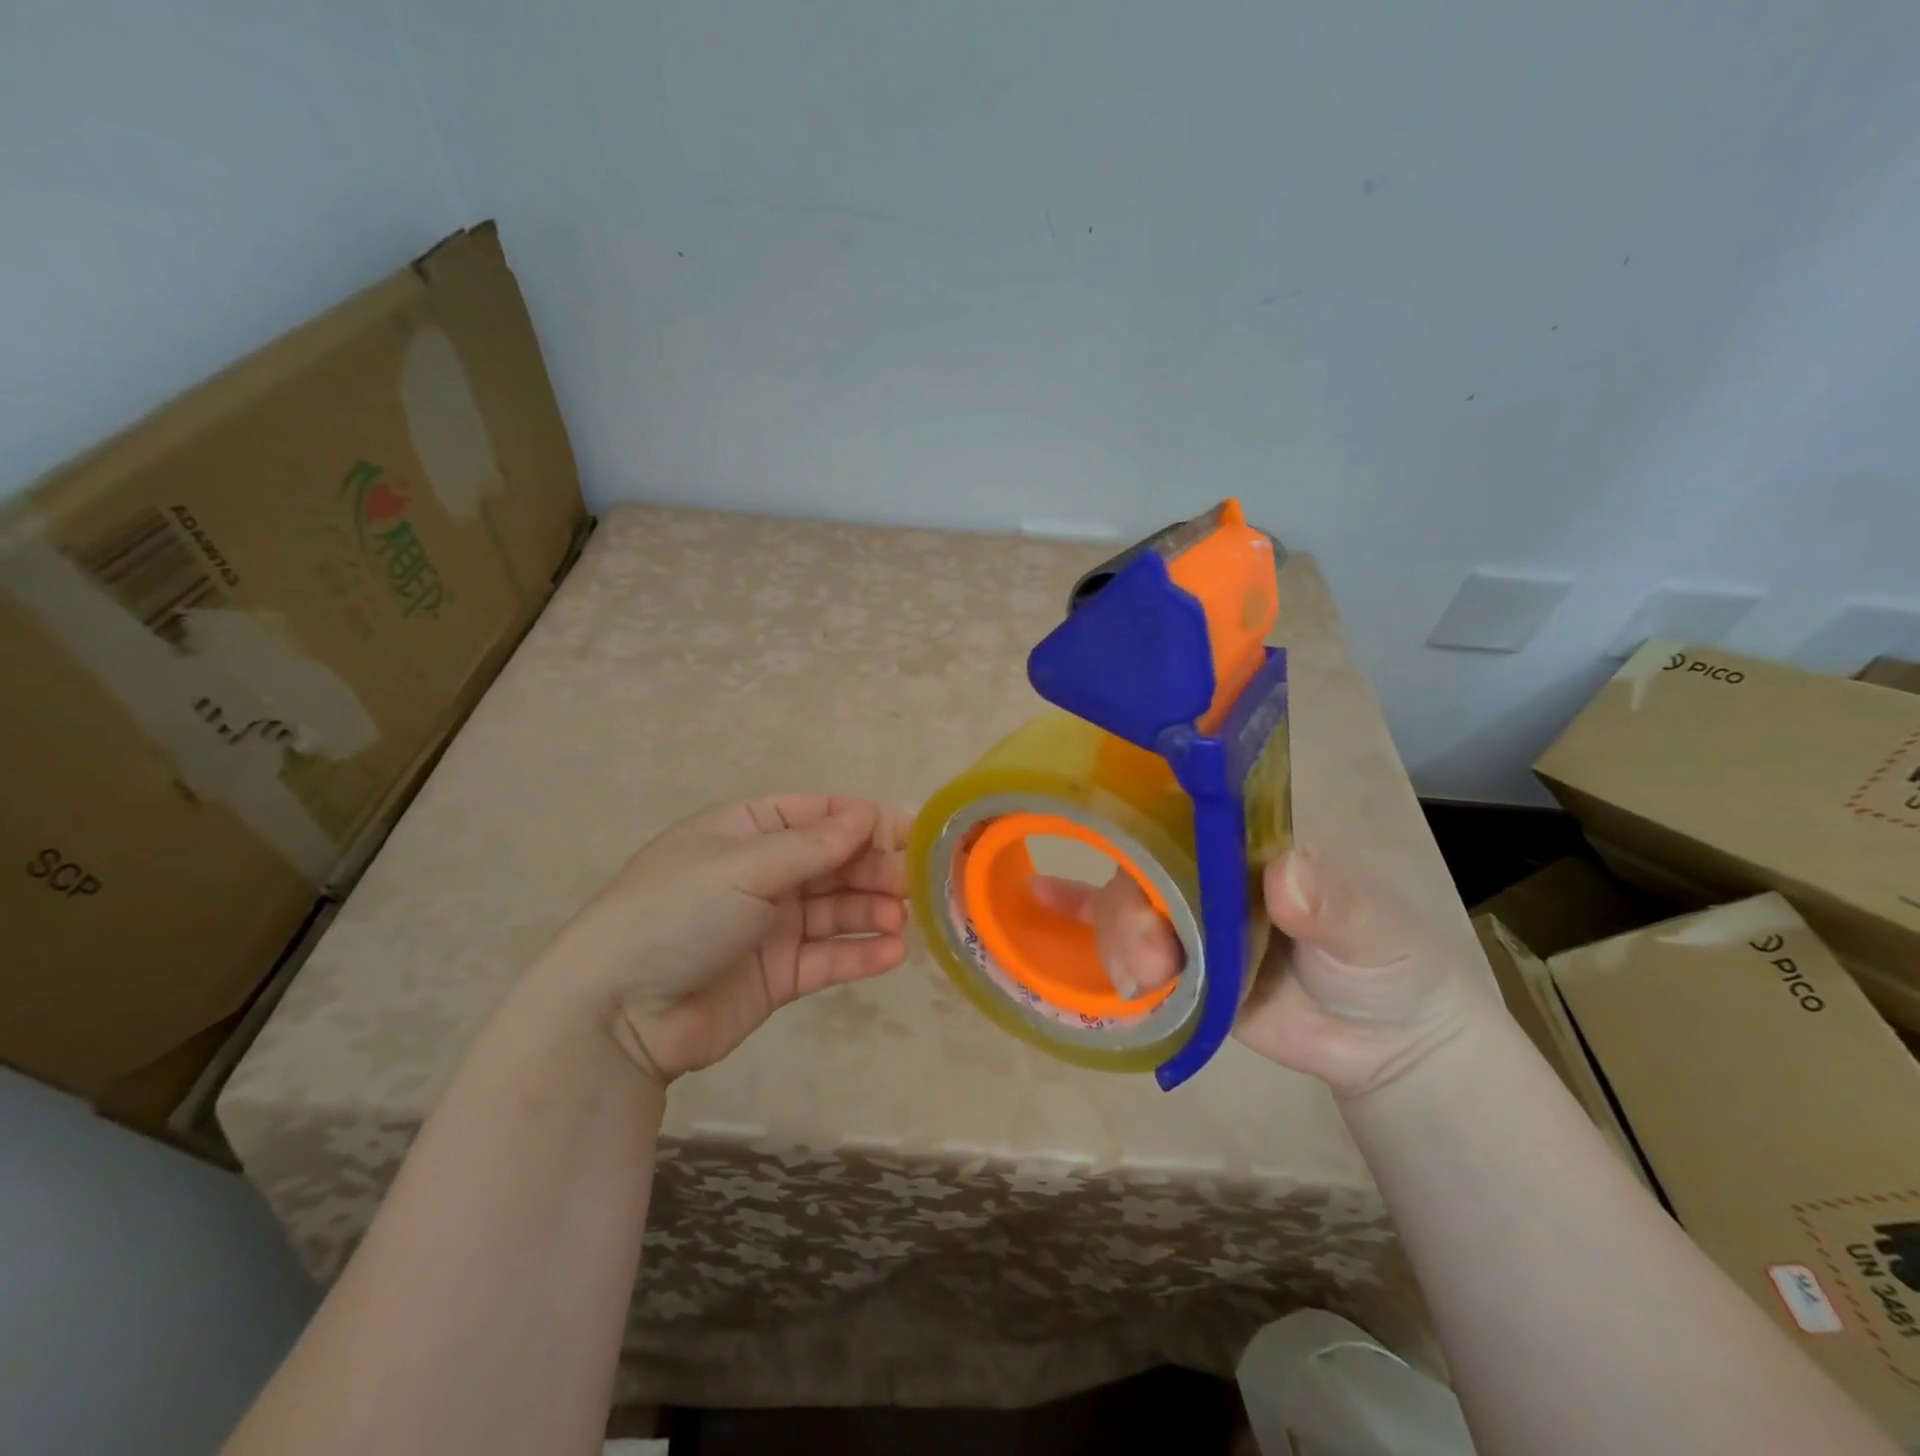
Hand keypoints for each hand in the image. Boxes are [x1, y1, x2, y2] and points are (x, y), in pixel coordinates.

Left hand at [543, 796, 910, 1083]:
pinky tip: (892, 953)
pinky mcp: (778, 975)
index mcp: (747, 831)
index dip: (864, 820)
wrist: (617, 1013)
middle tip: (916, 883)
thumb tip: (867, 815)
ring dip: (873, 910)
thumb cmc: (677, 914)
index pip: (818, 814)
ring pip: (837, 910)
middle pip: (834, 862)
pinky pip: (828, 958)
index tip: (912, 833)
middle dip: (875, 868)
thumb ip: (811, 845)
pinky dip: (860, 954)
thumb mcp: (743, 866)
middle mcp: (763, 873)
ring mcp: (771, 926)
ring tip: (903, 919)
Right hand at [1037, 849, 1489, 1097]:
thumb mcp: (1373, 930)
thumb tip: (1284, 875)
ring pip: (1124, 903)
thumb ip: (1333, 903)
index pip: (1185, 808)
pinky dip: (1074, 916)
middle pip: (1141, 862)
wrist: (1383, 1044)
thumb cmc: (1387, 961)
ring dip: (1118, 937)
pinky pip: (1117, 937)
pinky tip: (1036, 904)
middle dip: (1132, 906)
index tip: (1120, 827)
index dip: (1146, 812)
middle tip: (1154, 961)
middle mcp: (1205, 867)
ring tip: (1147, 984)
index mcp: (1246, 841)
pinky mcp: (1175, 963)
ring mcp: (1185, 914)